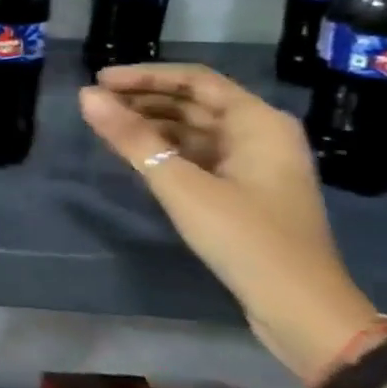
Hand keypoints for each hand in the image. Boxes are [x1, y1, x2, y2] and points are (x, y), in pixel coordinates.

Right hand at [78, 64, 378, 382]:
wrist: (301, 311)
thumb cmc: (246, 239)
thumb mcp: (182, 186)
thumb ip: (132, 138)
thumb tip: (86, 96)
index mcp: (259, 123)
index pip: (195, 80)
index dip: (145, 76)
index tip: (100, 80)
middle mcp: (261, 135)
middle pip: (195, 102)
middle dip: (144, 99)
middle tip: (96, 104)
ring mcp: (255, 165)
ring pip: (195, 129)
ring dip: (152, 124)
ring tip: (107, 127)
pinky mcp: (245, 192)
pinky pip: (198, 155)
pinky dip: (165, 149)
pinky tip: (135, 155)